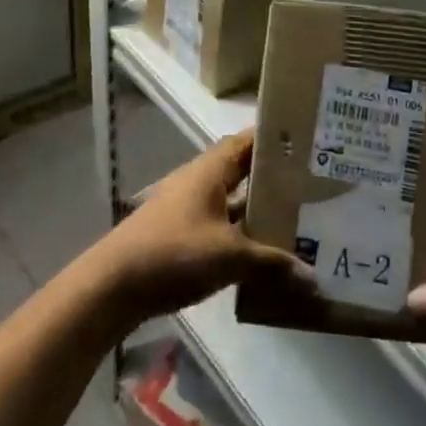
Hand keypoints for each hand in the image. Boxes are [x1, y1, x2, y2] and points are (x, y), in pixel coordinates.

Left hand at [96, 130, 305, 325]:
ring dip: (257, 210)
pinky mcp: (179, 235)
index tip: (309, 142)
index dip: (276, 139)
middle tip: (313, 185)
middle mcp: (199, 180)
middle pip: (242, 170)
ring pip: (231, 201)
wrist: (112, 285)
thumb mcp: (230, 257)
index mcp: (211, 169)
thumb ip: (271, 263)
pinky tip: (261, 255)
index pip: (249, 141)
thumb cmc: (173, 252)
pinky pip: (219, 226)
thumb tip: (313, 279)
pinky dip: (240, 235)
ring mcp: (187, 208)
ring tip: (296, 220)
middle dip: (273, 179)